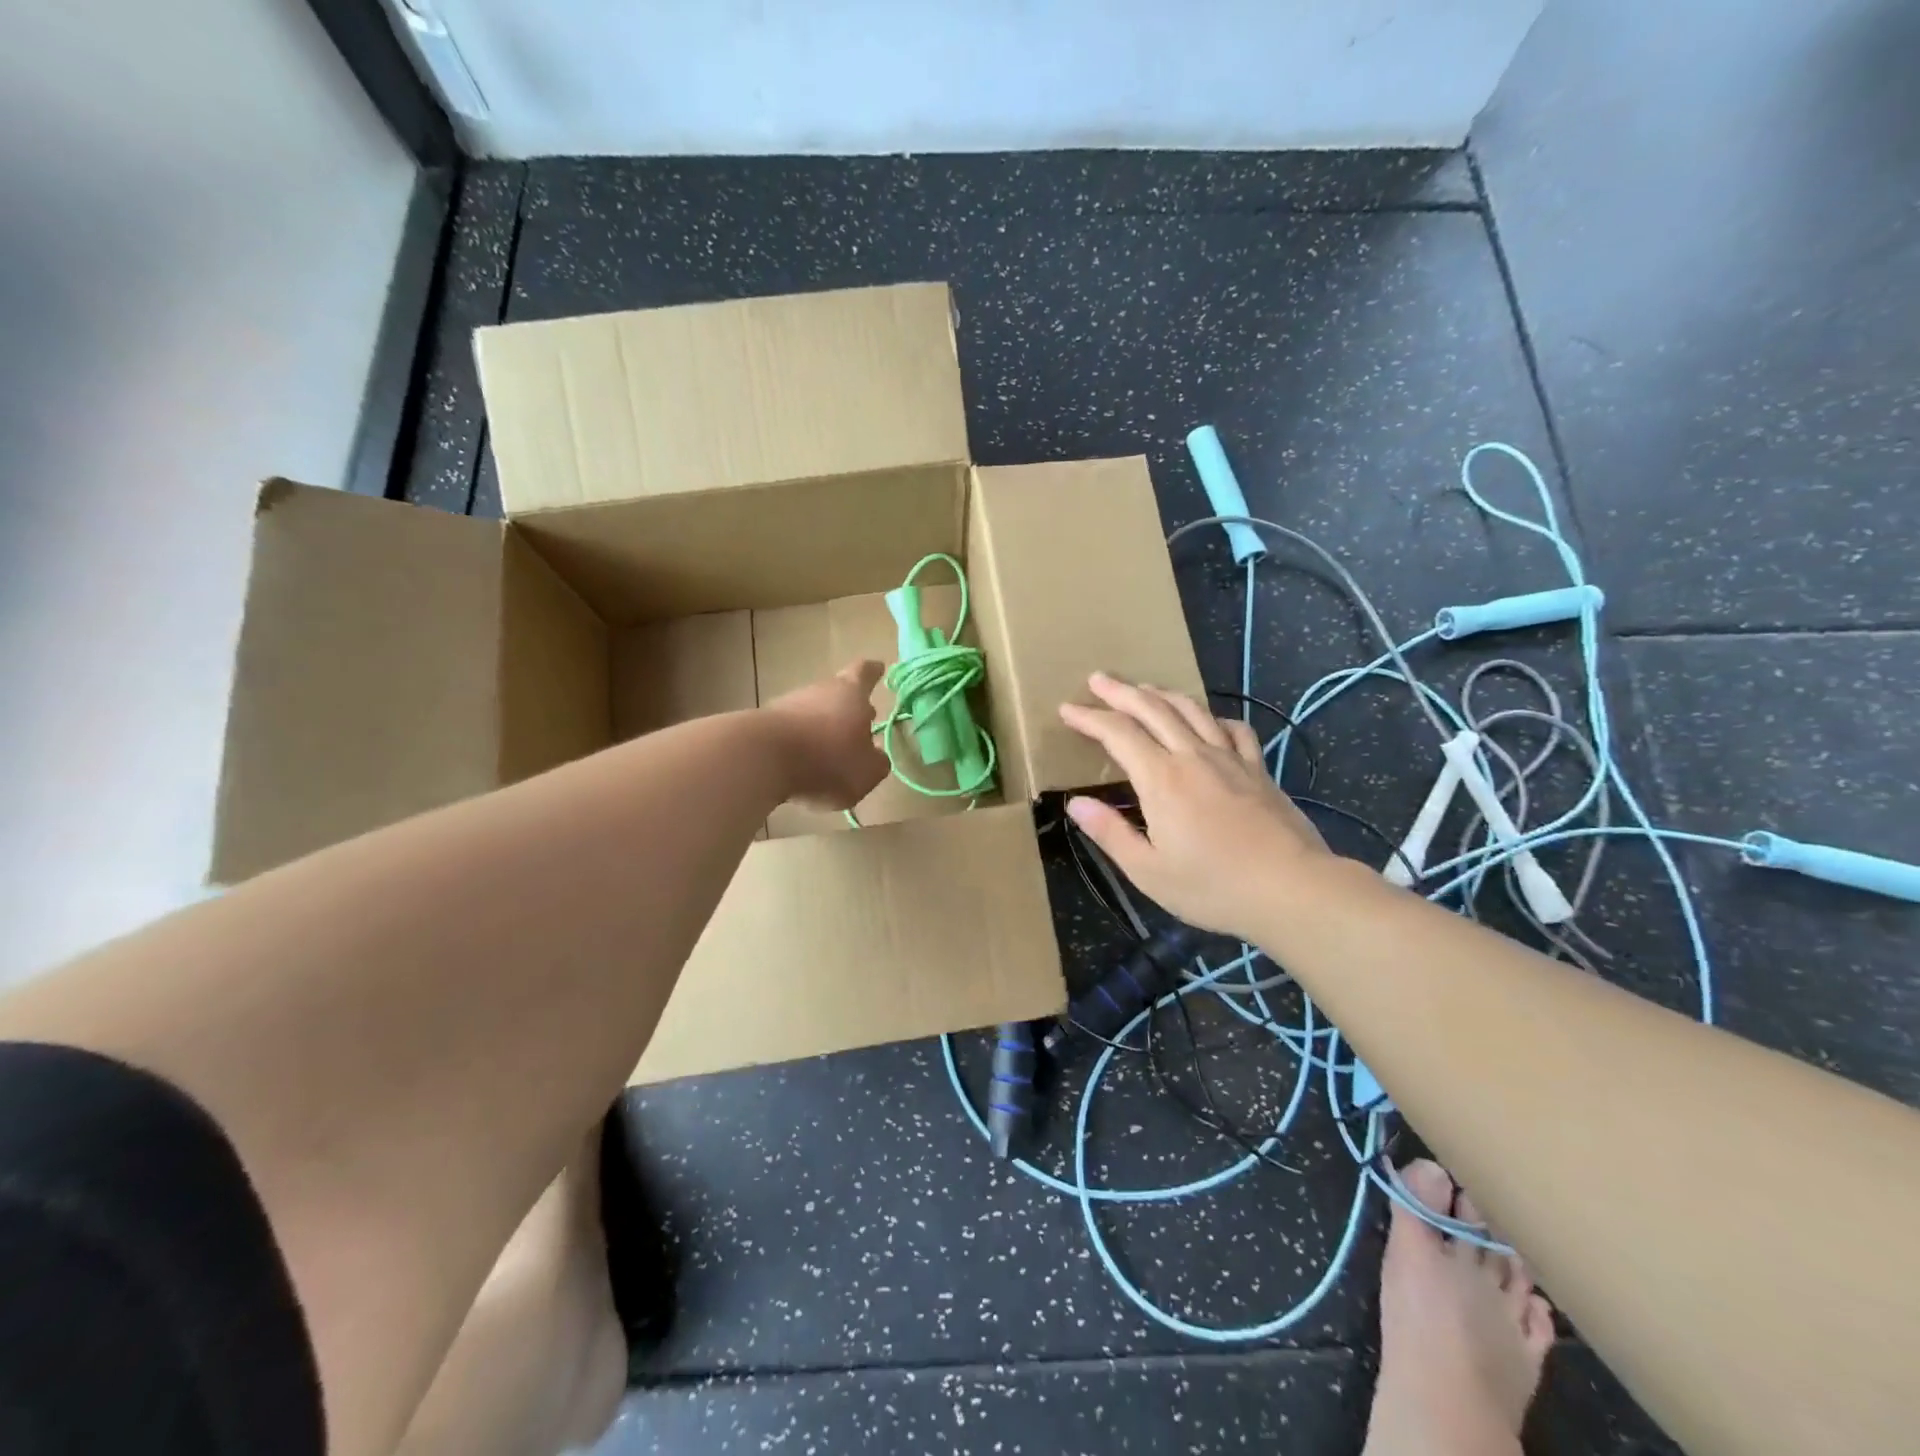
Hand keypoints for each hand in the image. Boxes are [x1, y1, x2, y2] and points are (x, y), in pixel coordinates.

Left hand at [765, 660, 888, 809]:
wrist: (760, 759)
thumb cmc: (827, 759)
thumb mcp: (866, 772)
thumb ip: (876, 764)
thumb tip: (877, 757)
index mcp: (851, 694)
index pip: (864, 673)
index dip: (872, 672)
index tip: (878, 668)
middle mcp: (819, 691)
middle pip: (837, 693)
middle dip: (849, 708)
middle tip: (861, 721)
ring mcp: (788, 705)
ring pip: (812, 712)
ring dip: (822, 727)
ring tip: (830, 751)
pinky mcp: (763, 724)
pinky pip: (790, 732)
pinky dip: (800, 744)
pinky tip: (802, 764)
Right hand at [1058, 672, 1330, 938]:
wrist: (1293, 888)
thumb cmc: (1214, 887)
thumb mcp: (1149, 871)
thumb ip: (1110, 833)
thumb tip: (1075, 803)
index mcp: (1162, 779)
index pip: (1118, 733)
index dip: (1089, 718)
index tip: (1067, 709)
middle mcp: (1193, 756)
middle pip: (1153, 709)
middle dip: (1120, 691)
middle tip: (1097, 679)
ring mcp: (1230, 759)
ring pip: (1192, 710)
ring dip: (1162, 694)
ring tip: (1143, 687)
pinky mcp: (1258, 769)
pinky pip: (1234, 729)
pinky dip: (1213, 716)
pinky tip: (1208, 720)